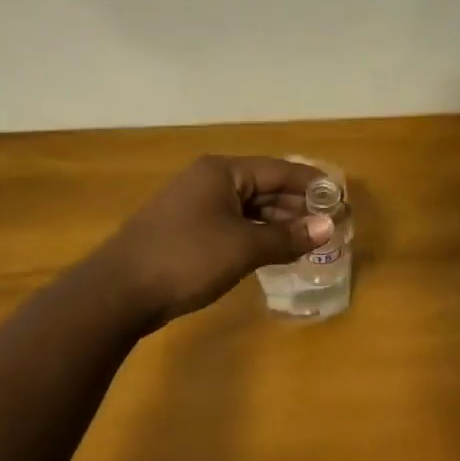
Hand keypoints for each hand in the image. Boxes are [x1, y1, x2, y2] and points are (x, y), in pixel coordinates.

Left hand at [95, 156, 335, 324]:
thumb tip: (327, 227)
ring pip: (248, 207)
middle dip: (297, 206)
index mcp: (222, 172)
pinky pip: (232, 224)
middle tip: (330, 225)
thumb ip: (287, 237)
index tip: (340, 198)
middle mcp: (209, 180)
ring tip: (309, 241)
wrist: (119, 291)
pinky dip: (255, 235)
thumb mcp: (243, 247)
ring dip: (277, 223)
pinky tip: (274, 251)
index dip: (312, 184)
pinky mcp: (187, 230)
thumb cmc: (186, 258)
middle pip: (264, 186)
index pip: (279, 169)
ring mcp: (195, 205)